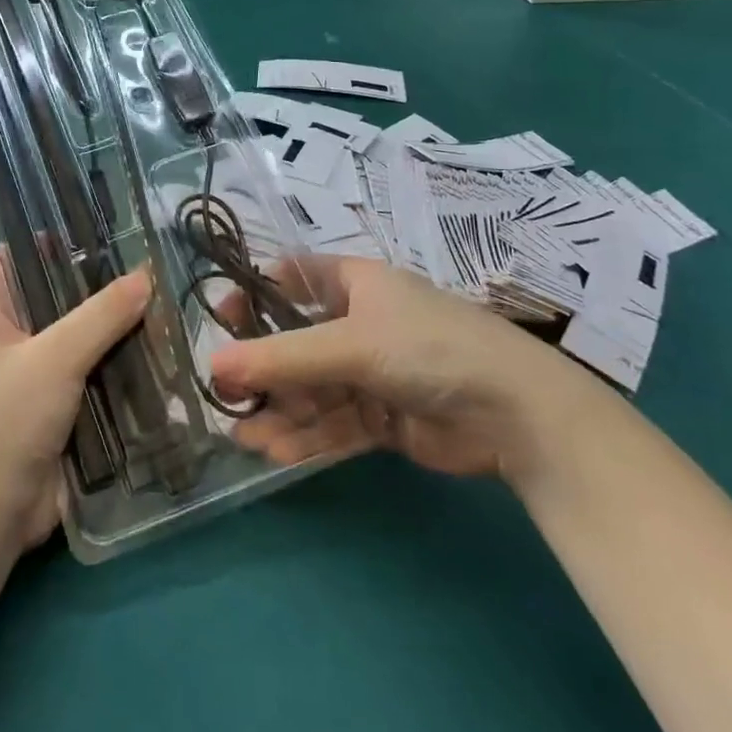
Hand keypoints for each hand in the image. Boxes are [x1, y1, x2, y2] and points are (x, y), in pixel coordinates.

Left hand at [0, 252, 148, 549]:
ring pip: (76, 336)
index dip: (44, 239)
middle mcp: (5, 336)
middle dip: (94, 284)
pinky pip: (89, 373)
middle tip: (146, 265)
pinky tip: (158, 352)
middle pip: (51, 295)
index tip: (95, 229)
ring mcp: (31, 374)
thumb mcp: (53, 358)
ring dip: (112, 328)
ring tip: (163, 302)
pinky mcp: (55, 408)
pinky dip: (116, 364)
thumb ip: (100, 315)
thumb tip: (145, 275)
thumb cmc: (3, 421)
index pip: (10, 256)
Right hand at [208, 257, 590, 482]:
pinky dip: (307, 437)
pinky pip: (334, 424)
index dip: (254, 295)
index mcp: (354, 285)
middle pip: (296, 342)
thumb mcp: (351, 345)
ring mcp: (372, 372)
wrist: (518, 414)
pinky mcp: (384, 417)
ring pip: (312, 390)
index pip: (291, 278)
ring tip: (244, 436)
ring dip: (280, 411)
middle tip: (225, 395)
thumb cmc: (429, 349)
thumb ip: (281, 358)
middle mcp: (359, 323)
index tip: (221, 321)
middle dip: (262, 370)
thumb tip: (213, 366)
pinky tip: (276, 452)